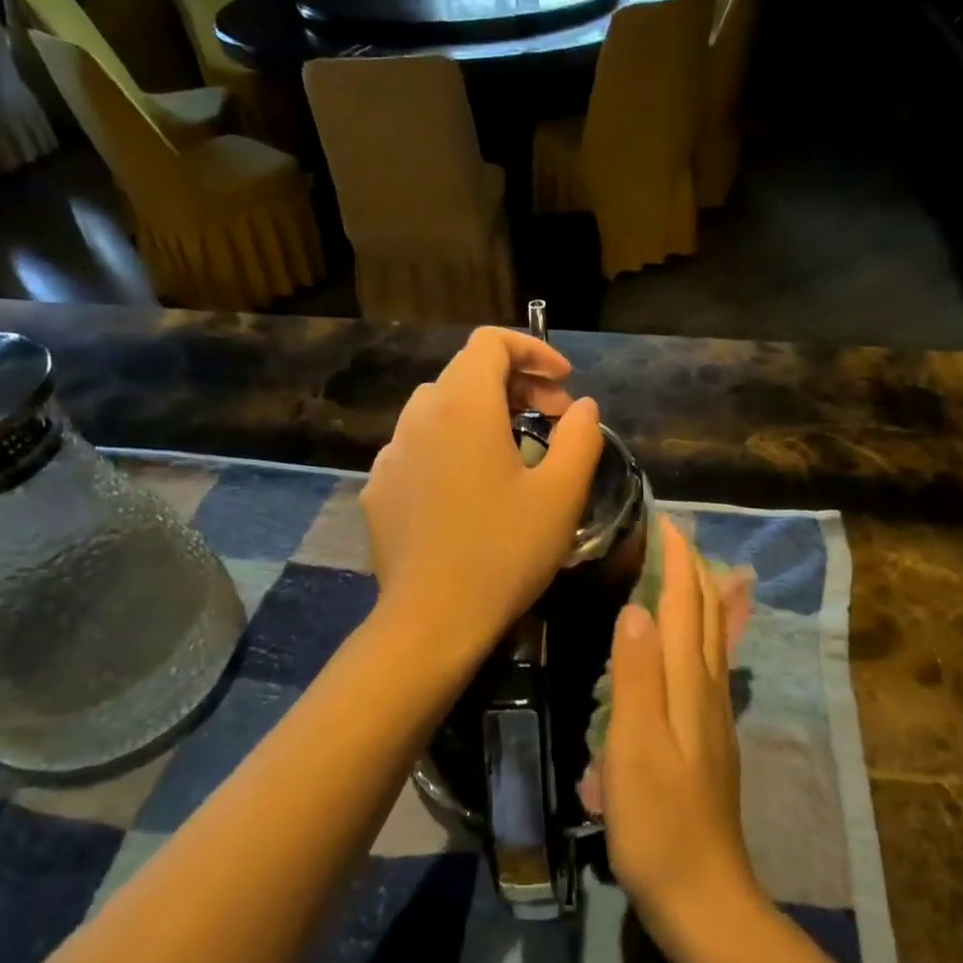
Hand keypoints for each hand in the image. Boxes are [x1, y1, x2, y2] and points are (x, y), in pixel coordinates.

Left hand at [360, 327, 601, 685]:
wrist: (432, 620)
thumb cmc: (504, 551)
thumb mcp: (562, 494)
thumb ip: (580, 437)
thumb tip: (582, 407)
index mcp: (464, 406)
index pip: (491, 343)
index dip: (533, 350)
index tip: (564, 383)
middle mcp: (419, 416)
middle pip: (467, 372)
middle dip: (516, 384)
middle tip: (553, 418)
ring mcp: (391, 453)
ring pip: (440, 408)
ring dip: (482, 413)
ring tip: (515, 449)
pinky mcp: (379, 487)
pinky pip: (419, 446)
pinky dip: (451, 445)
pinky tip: (469, 488)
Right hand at [604, 517, 763, 936]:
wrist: (703, 896)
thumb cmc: (659, 822)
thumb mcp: (635, 747)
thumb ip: (636, 676)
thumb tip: (638, 607)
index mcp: (690, 684)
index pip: (688, 604)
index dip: (679, 560)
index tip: (666, 520)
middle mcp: (708, 690)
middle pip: (708, 615)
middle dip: (693, 569)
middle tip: (671, 535)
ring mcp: (713, 716)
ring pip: (711, 639)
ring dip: (698, 597)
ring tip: (679, 572)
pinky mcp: (707, 739)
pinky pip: (705, 665)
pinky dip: (697, 633)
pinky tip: (685, 644)